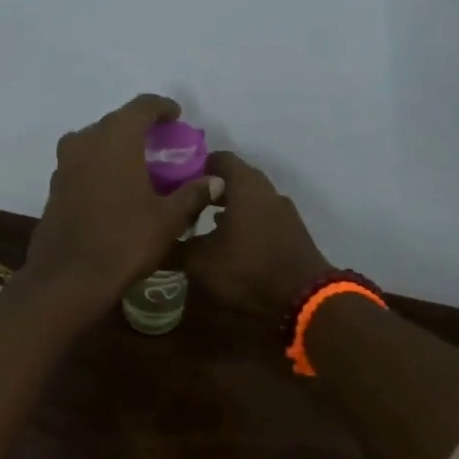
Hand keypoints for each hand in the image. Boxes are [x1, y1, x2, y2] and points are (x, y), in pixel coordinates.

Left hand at [22, 95, 215, 317]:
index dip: (162, 107)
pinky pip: (83, 164)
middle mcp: (86, 141)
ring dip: (117, 148)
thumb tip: (215, 182)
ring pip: (95, 143)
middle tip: (162, 146)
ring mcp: (65, 164)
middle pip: (116, 122)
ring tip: (140, 167)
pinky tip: (116, 189)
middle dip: (140, 129)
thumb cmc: (125, 240)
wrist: (69, 277)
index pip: (142, 106)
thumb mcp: (168, 219)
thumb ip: (192, 194)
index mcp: (115, 139)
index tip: (177, 117)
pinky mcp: (55, 187)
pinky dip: (101, 167)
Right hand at [180, 152, 332, 315]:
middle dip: (210, 191)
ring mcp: (284, 212)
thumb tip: (155, 242)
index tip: (174, 182)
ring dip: (228, 209)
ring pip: (250, 201)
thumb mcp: (200, 261)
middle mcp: (267, 190)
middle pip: (235, 179)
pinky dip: (244, 225)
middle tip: (184, 205)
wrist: (303, 299)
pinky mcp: (292, 233)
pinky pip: (262, 219)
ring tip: (203, 227)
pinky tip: (229, 245)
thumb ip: (176, 247)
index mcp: (245, 184)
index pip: (218, 158)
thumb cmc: (247, 269)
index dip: (194, 167)